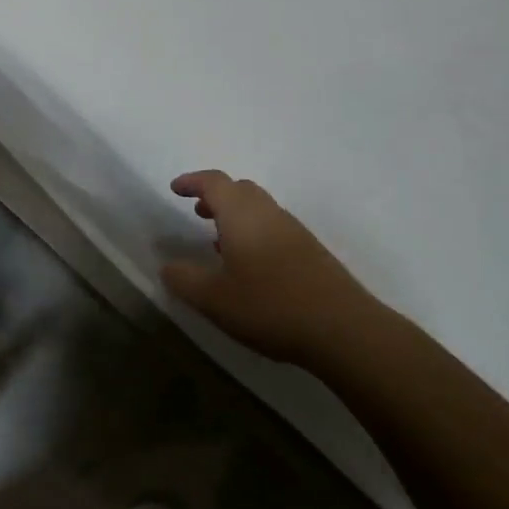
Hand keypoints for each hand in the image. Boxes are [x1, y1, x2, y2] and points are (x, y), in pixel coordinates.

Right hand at [159, 170, 373, 366]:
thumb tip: (167, 265)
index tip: (175, 188)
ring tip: (217, 240)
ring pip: (259, 208)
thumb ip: (185, 279)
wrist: (341, 327)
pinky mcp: (310, 250)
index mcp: (242, 214)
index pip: (214, 182)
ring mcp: (294, 230)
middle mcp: (269, 213)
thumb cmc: (270, 306)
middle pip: (240, 189)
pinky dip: (254, 232)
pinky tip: (249, 265)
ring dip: (236, 215)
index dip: (193, 181)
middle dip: (216, 196)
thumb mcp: (215, 299)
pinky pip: (274, 227)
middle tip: (197, 211)